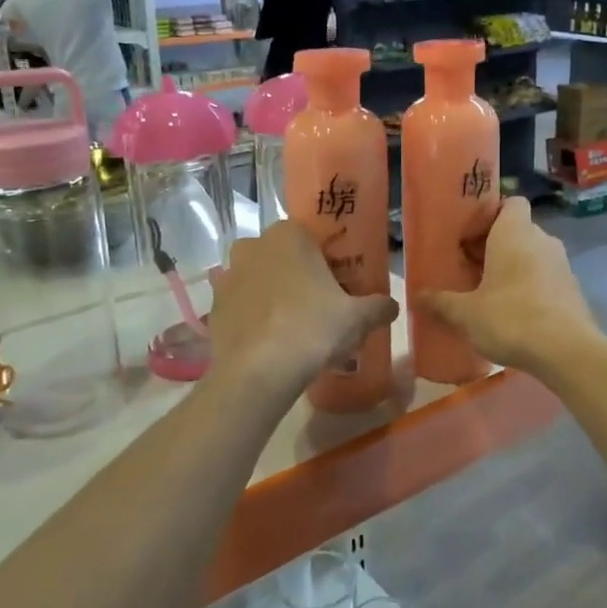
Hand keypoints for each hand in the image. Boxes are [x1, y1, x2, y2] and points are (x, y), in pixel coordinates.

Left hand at [207, 221, 397, 389]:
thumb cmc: (312, 329)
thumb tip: (391, 307)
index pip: (312, 237)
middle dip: (300, 276)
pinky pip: (243, 306)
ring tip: (296, 327)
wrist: (257, 372)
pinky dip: (256, 317)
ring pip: (261, 280)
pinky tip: (273, 342)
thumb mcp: (357, 318)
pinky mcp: (215, 307)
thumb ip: (378, 307)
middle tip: (321, 306)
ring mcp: (229, 276)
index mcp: (288, 235)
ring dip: (276, 295)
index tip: (340, 285)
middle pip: (284, 257)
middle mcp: (254, 246)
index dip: (328, 260)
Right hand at [419, 198, 597, 375]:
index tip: (470, 237)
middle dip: (495, 246)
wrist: (566, 351)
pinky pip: (546, 278)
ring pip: (533, 255)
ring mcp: (562, 265)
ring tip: (490, 294)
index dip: (491, 215)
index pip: (510, 203)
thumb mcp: (466, 313)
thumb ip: (441, 302)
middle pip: (518, 231)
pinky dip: (531, 288)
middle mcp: (542, 240)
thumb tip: (417, 296)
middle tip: (470, 269)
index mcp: (515, 233)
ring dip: (514, 268)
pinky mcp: (573, 290)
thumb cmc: (510, 318)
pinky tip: (515, 315)